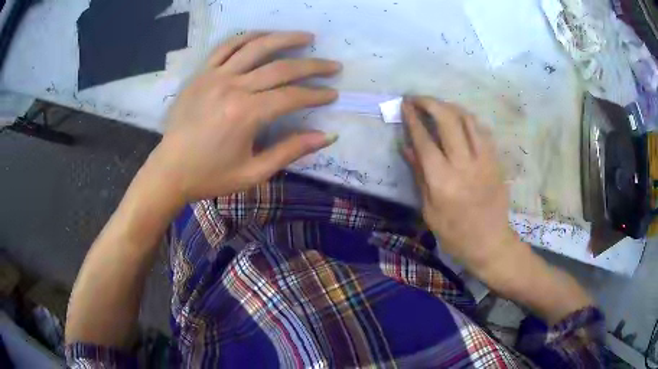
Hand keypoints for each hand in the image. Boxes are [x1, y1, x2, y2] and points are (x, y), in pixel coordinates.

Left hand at [148, 31, 341, 203]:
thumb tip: (327, 136)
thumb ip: (290, 151)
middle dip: (312, 66)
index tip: (333, 94)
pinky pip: (226, 47)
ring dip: (285, 38)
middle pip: (281, 68)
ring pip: (256, 47)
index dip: (316, 95)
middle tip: (332, 65)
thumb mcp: (253, 173)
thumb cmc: (210, 176)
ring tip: (306, 37)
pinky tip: (264, 35)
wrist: (170, 171)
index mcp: (246, 115)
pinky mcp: (201, 74)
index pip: (292, 97)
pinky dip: (247, 37)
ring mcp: (215, 76)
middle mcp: (232, 87)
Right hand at [401, 97, 514, 267]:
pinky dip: (468, 119)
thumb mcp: (429, 210)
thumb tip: (406, 146)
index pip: (424, 140)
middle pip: (447, 120)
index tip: (405, 104)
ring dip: (449, 106)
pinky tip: (459, 119)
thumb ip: (419, 175)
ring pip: (467, 119)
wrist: (490, 242)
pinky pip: (482, 130)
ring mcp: (483, 160)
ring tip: (437, 105)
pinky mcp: (495, 160)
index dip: (413, 119)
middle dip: (430, 103)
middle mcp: (464, 164)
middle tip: (418, 98)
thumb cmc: (454, 233)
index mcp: (443, 181)